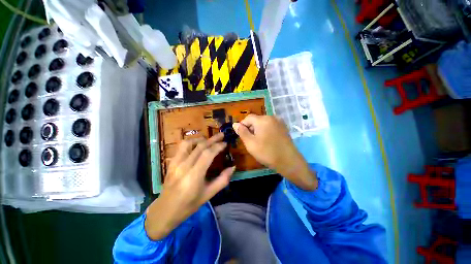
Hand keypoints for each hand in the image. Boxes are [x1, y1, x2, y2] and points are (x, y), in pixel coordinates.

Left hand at [145, 133, 234, 239]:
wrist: (165, 210)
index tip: (225, 143)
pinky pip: (182, 147)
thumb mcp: (209, 194)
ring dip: (201, 139)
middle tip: (222, 135)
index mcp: (194, 176)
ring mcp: (175, 163)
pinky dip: (191, 142)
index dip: (218, 146)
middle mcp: (184, 166)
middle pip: (200, 146)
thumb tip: (233, 167)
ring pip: (189, 143)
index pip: (207, 154)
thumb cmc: (189, 204)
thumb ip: (222, 180)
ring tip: (209, 140)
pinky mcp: (171, 162)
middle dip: (213, 139)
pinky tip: (197, 145)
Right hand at [233, 114, 316, 190]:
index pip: (248, 118)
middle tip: (250, 141)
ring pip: (263, 123)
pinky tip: (267, 141)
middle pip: (256, 120)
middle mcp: (271, 117)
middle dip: (251, 128)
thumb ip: (241, 132)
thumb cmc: (267, 152)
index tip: (241, 136)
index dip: (242, 125)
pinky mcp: (283, 128)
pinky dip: (265, 131)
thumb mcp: (250, 143)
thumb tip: (235, 124)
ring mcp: (279, 122)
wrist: (288, 161)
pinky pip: (270, 126)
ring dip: (258, 130)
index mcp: (263, 119)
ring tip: (259, 142)